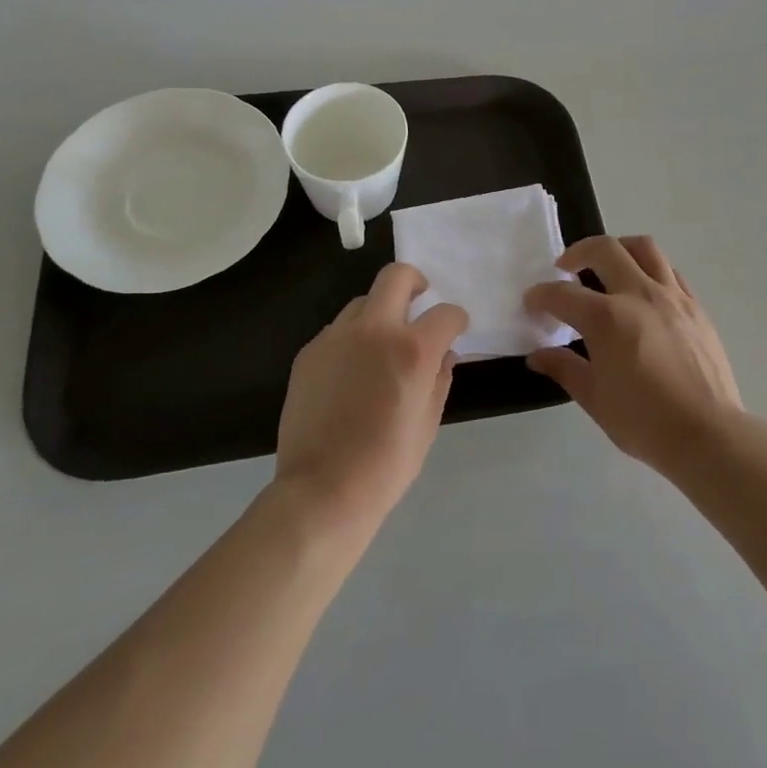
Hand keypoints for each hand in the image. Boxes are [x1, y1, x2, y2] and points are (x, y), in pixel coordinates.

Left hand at [274, 263, 468, 530]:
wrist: (322, 490)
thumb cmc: (386, 464)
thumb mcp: (428, 422)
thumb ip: (440, 378)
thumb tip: (442, 354)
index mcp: (413, 349)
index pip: (446, 313)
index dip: (456, 320)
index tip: (455, 329)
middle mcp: (375, 330)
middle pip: (397, 277)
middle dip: (415, 283)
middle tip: (419, 303)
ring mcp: (336, 337)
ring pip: (363, 302)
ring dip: (380, 314)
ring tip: (381, 347)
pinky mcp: (309, 352)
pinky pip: (338, 331)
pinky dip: (352, 339)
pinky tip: (351, 374)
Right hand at [524, 236, 742, 476]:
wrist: (708, 434)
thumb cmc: (644, 421)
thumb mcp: (595, 398)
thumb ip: (565, 369)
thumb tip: (538, 356)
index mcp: (607, 318)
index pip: (563, 294)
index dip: (540, 295)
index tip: (532, 302)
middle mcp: (638, 294)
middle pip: (604, 250)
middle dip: (577, 252)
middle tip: (565, 267)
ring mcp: (672, 296)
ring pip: (643, 248)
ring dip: (618, 248)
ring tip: (607, 264)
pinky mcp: (695, 306)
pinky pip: (669, 270)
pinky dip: (649, 268)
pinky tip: (643, 289)